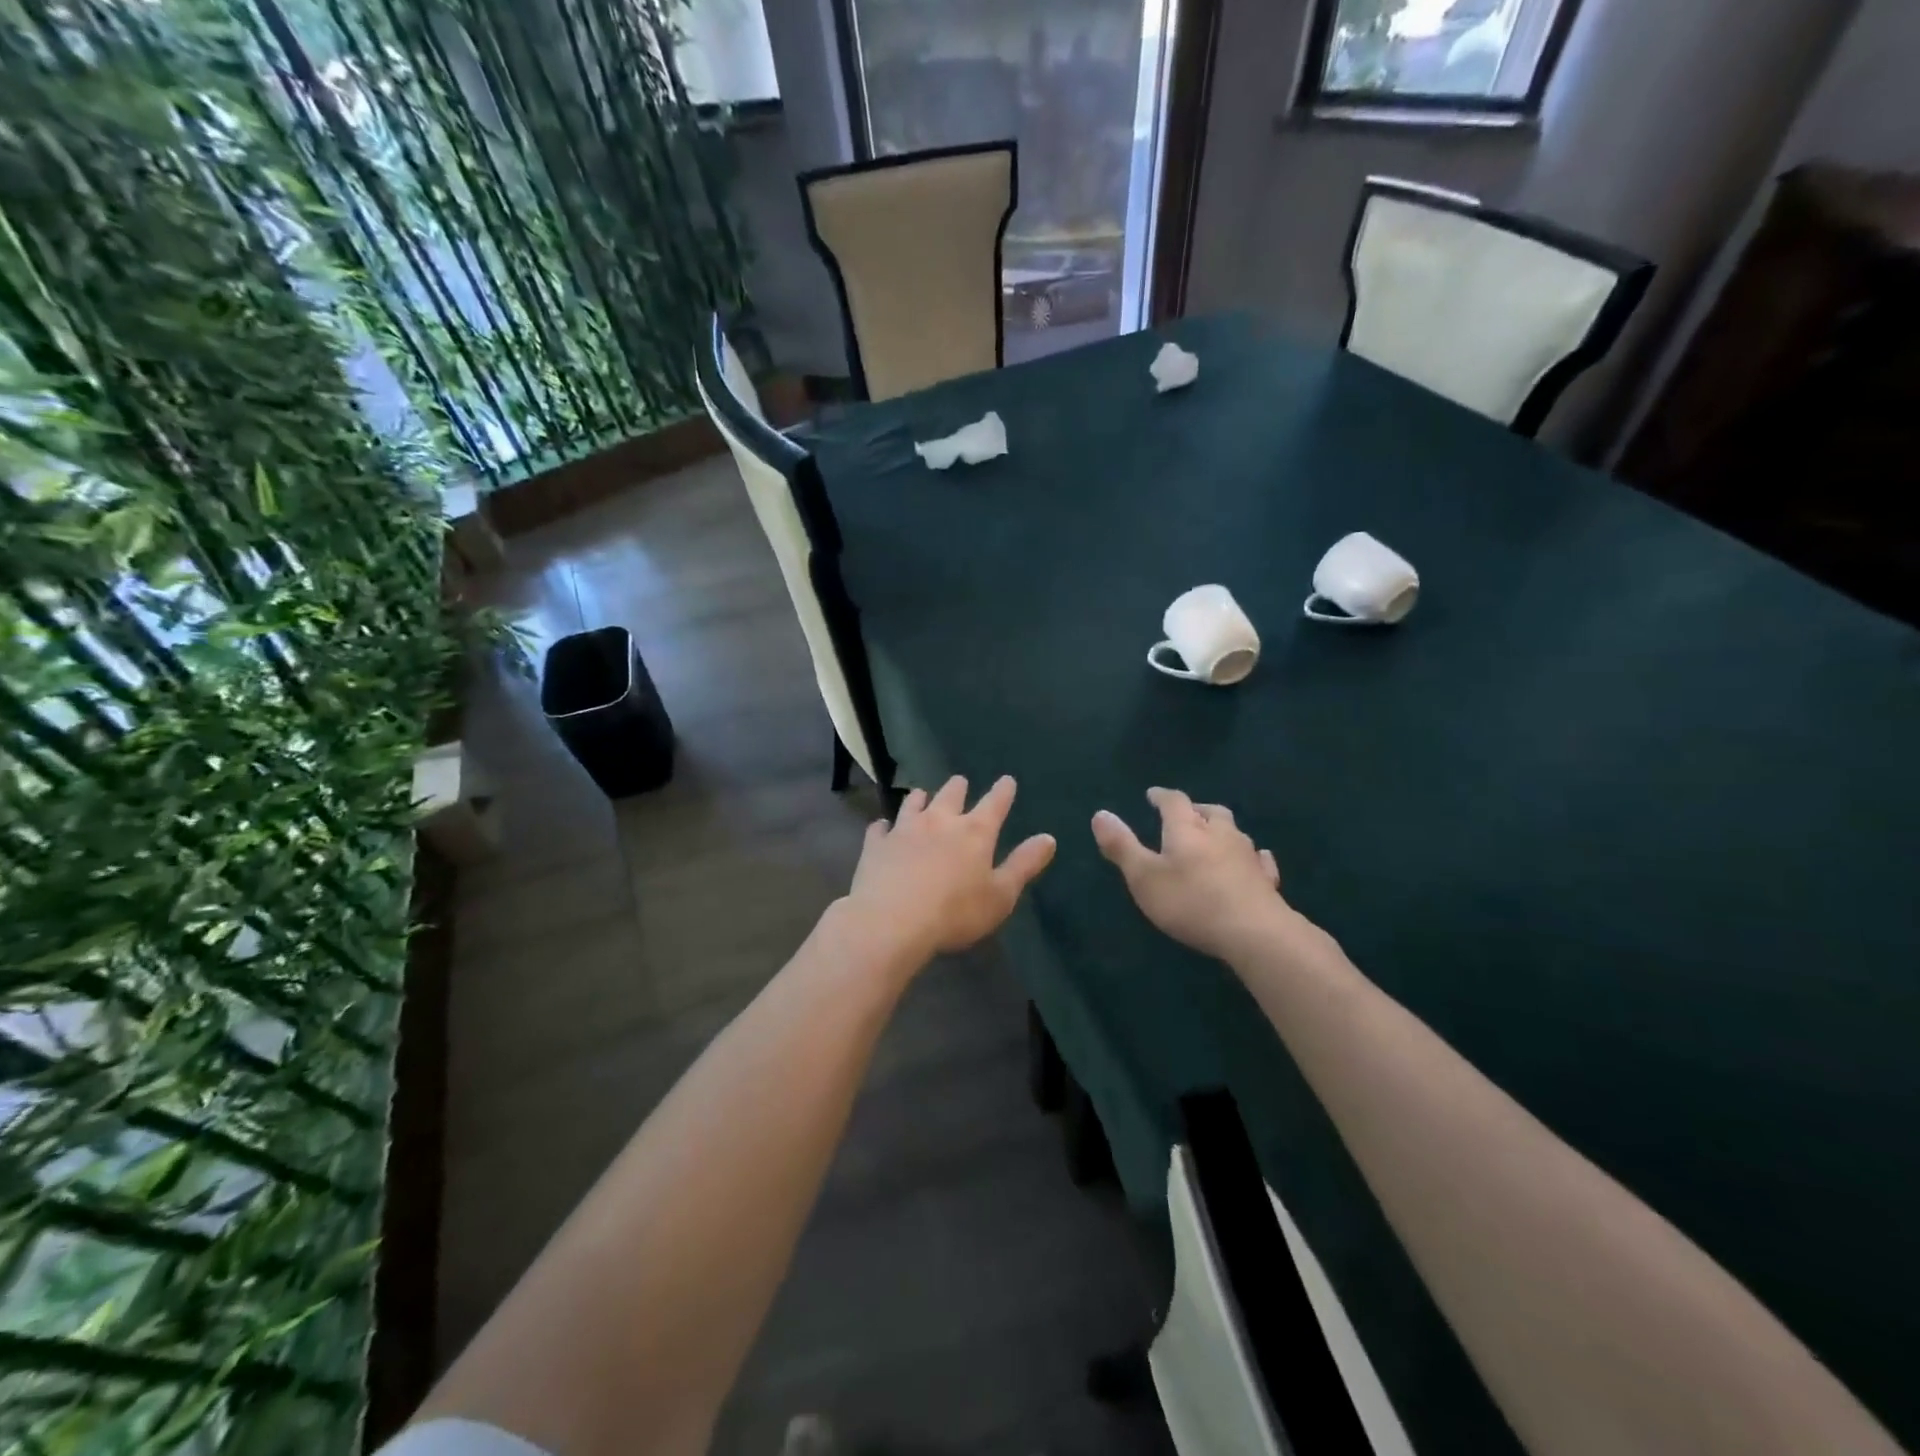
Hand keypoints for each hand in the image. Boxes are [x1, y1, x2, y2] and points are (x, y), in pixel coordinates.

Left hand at [843, 775, 1056, 964]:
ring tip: (922, 795)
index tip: (1007, 780)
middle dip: (958, 787)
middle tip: (960, 782)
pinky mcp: (876, 845)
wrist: (891, 922)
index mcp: (975, 832)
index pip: (994, 803)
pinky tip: (883, 828)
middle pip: (951, 795)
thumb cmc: (954, 912)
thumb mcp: (1001, 895)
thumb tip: (1048, 838)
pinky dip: (884, 826)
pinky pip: (880, 828)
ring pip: (913, 803)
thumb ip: (1024, 864)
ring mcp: (904, 830)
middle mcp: (939, 821)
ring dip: (921, 798)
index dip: (1003, 791)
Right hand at [1091, 787, 1294, 961]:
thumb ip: (1121, 846)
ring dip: (1221, 830)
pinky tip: (1253, 861)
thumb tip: (1100, 813)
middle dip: (1195, 809)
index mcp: (1187, 829)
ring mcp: (1247, 855)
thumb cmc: (1190, 902)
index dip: (1161, 796)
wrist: (1254, 932)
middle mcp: (1220, 834)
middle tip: (1185, 815)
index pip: (1174, 801)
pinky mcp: (1266, 879)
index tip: (1152, 795)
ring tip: (1212, 837)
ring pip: (1234, 832)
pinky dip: (1251, 856)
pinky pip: (1259, 859)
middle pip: (1209, 811)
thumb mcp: (1143, 876)